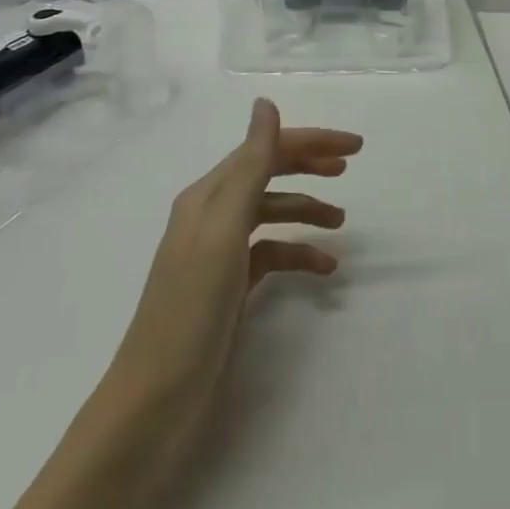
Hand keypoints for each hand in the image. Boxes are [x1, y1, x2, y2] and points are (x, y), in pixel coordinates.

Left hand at [113, 98, 362, 407]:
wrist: (155, 404)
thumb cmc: (191, 308)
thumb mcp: (225, 229)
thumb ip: (249, 165)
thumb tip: (265, 103)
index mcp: (208, 196)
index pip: (264, 149)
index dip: (309, 142)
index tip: (355, 147)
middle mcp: (212, 216)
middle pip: (268, 174)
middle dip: (309, 165)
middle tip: (350, 166)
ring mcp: (221, 255)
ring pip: (272, 214)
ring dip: (307, 210)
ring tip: (342, 222)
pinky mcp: (230, 289)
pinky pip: (271, 255)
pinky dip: (298, 253)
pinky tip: (324, 268)